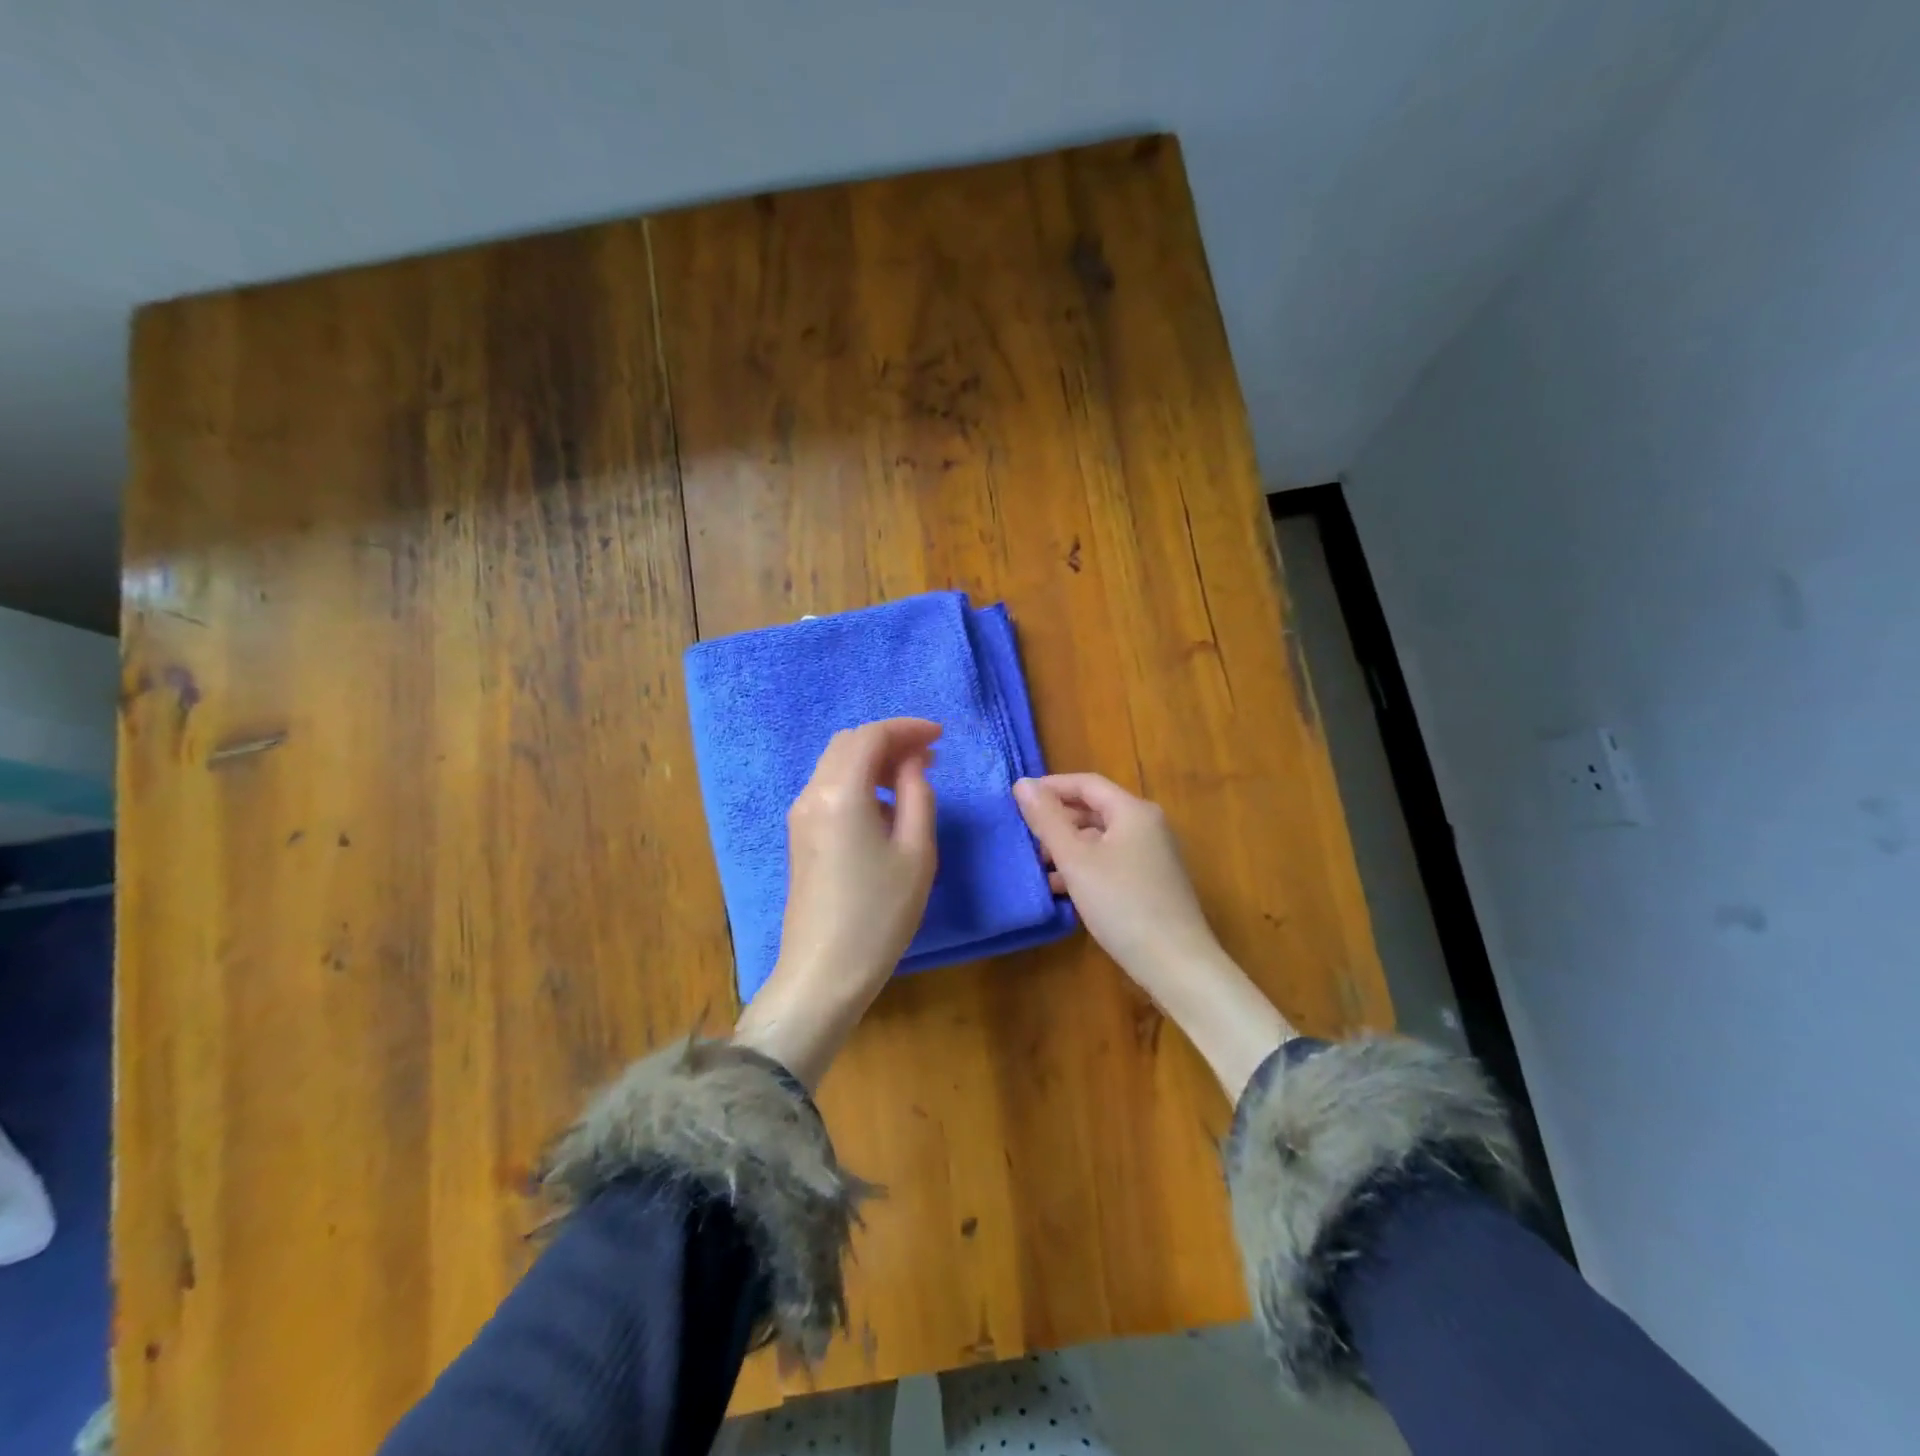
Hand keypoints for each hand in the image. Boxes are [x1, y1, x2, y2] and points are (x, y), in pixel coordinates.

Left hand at [734, 718, 940, 1086]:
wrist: (824, 972)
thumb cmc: (879, 914)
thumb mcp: (916, 852)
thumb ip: (918, 795)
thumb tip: (913, 762)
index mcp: (840, 792)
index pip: (871, 736)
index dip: (907, 728)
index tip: (941, 736)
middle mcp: (812, 794)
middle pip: (849, 744)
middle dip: (890, 741)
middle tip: (930, 756)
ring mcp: (800, 815)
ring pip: (836, 765)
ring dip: (874, 761)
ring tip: (914, 778)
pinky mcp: (800, 836)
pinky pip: (830, 789)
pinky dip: (859, 782)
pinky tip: (885, 806)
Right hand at [1014, 773, 1292, 1100]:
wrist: (1176, 964)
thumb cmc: (1122, 904)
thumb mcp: (1076, 860)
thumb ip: (1047, 820)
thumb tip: (1023, 783)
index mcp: (1133, 811)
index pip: (1086, 784)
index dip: (1050, 787)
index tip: (1017, 799)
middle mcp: (1148, 826)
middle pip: (1095, 810)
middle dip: (1058, 820)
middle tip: (1024, 835)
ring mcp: (1153, 856)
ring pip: (1101, 838)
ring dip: (1068, 847)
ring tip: (1037, 865)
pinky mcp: (1152, 883)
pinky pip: (1111, 861)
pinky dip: (1085, 867)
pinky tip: (1062, 888)